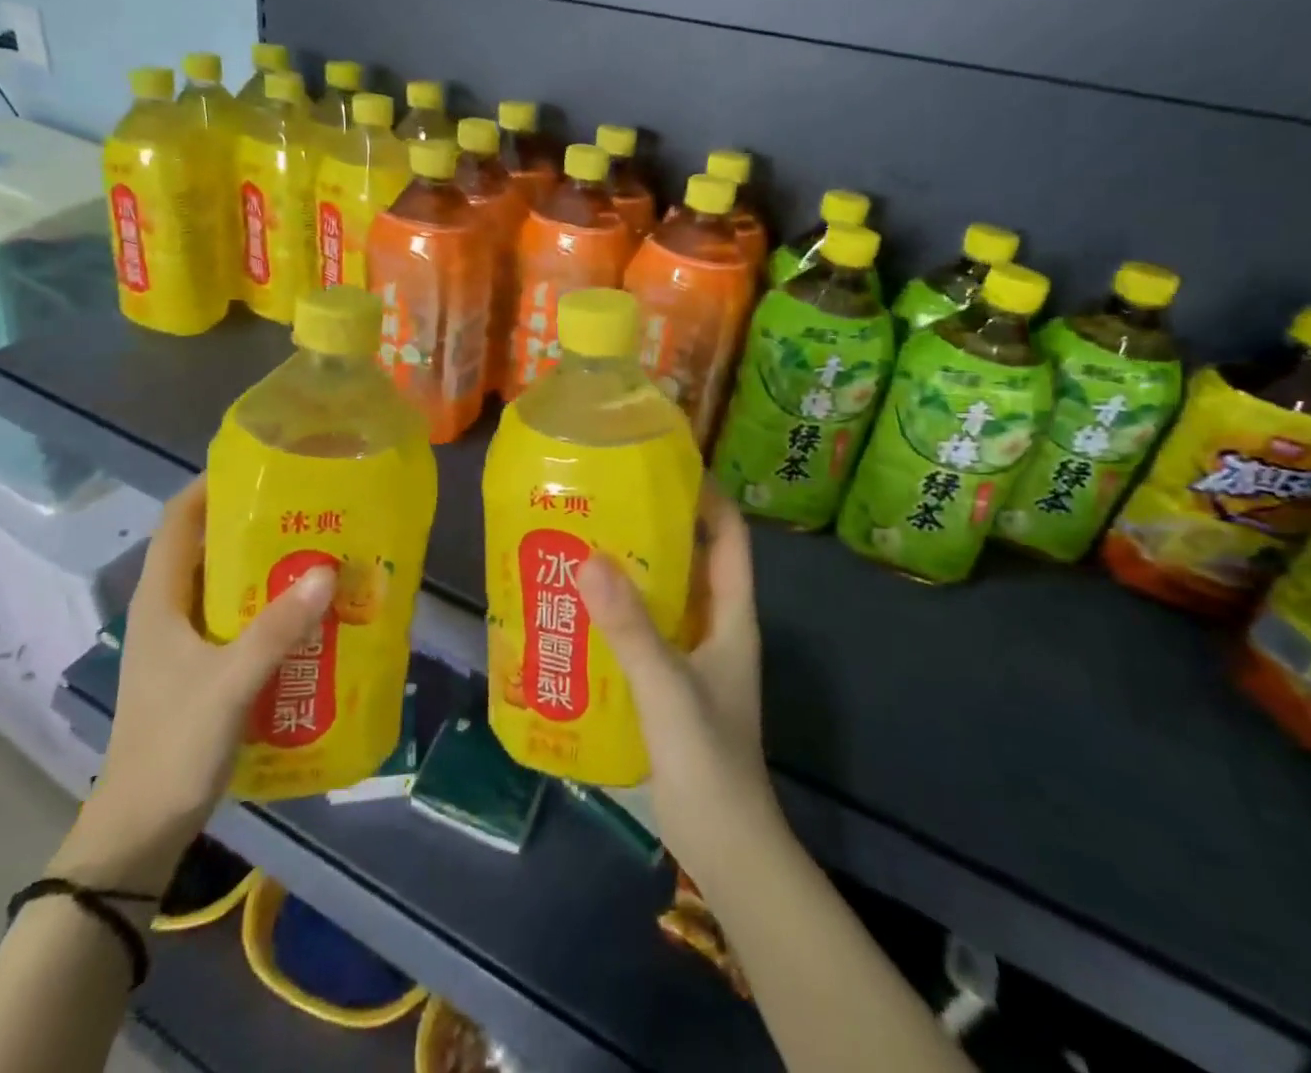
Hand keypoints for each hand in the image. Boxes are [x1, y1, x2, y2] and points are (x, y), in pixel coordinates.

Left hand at [52, 474, 333, 892]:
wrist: (140, 832)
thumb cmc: (172, 747)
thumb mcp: (228, 684)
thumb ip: (277, 629)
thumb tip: (326, 570)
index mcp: (161, 599)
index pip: (179, 519)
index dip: (212, 484)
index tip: (262, 465)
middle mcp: (171, 609)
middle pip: (210, 546)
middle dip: (257, 523)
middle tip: (311, 508)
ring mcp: (186, 640)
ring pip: (228, 583)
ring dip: (269, 567)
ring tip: (321, 551)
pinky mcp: (204, 667)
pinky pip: (241, 618)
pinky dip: (272, 606)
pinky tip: (310, 612)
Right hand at [576, 483, 778, 883]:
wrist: (723, 843)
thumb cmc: (708, 758)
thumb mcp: (667, 686)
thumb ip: (630, 626)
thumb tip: (590, 558)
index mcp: (732, 616)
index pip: (729, 537)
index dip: (707, 497)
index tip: (664, 468)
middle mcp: (716, 626)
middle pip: (692, 559)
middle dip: (656, 527)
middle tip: (606, 500)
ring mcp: (693, 655)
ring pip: (665, 594)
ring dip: (633, 569)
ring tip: (584, 542)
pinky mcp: (669, 681)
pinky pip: (645, 629)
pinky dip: (618, 612)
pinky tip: (579, 607)